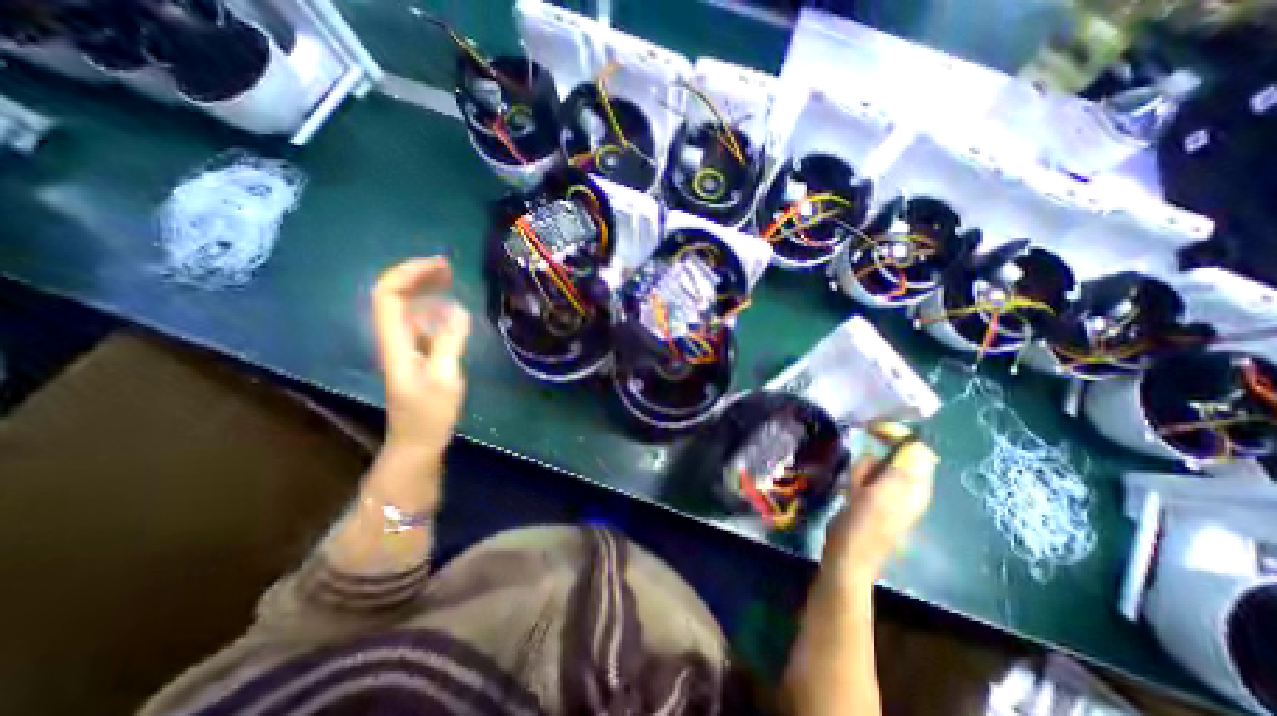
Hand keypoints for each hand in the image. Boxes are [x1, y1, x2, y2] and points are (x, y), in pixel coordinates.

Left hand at [376, 254, 474, 458]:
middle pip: (394, 296)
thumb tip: (458, 308)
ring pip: (407, 307)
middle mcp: (395, 339)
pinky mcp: (417, 356)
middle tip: (449, 267)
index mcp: (396, 342)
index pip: (388, 295)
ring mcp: (405, 347)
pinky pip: (420, 322)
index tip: (440, 266)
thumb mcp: (445, 377)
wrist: (417, 442)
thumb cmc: (430, 414)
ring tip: (451, 279)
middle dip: (417, 275)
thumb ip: (450, 341)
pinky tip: (451, 310)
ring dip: (425, 289)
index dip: (409, 274)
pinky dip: (434, 308)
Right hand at [818, 443, 936, 586]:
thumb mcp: (878, 494)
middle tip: (861, 465)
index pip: (917, 449)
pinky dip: (862, 474)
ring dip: (867, 467)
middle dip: (876, 454)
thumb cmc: (862, 524)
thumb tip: (910, 443)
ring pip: (883, 465)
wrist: (849, 555)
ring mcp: (895, 494)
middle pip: (900, 455)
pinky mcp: (879, 499)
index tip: (872, 429)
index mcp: (914, 487)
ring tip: (855, 484)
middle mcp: (910, 488)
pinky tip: (853, 488)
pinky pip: (873, 476)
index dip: (898, 434)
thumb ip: (896, 469)